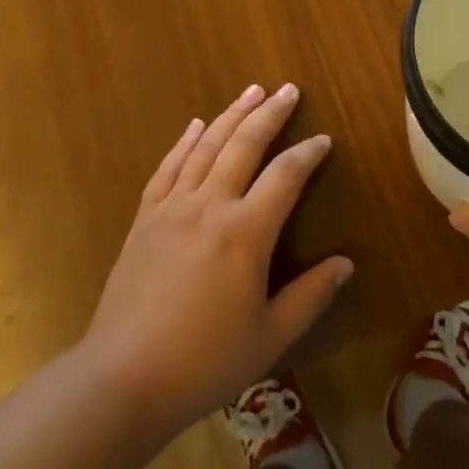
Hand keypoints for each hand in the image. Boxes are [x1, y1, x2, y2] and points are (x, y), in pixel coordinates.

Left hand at [81, 84, 352, 438]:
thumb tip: (346, 263)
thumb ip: (310, 296)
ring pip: (206, 146)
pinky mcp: (145, 218)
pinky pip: (168, 167)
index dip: (308, 153)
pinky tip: (196, 125)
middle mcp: (210, 205)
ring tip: (251, 91)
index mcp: (246, 232)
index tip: (324, 139)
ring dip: (231, 114)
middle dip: (270, 114)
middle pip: (244, 144)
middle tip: (288, 89)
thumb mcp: (270, 337)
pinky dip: (185, 141)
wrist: (122, 379)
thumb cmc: (204, 362)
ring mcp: (173, 207)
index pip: (286, 175)